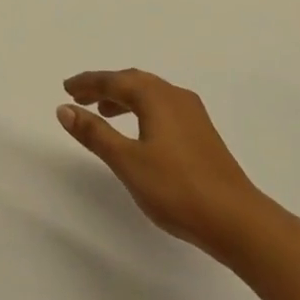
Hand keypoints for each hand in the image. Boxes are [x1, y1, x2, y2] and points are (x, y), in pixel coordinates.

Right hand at [58, 69, 265, 256]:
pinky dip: (142, 111)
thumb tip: (64, 108)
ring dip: (124, 99)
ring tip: (103, 114)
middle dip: (105, 87)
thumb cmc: (176, 188)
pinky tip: (139, 132)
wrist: (235, 219)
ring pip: (150, 94)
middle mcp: (175, 96)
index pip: (115, 80)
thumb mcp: (127, 161)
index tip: (66, 87)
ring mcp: (192, 114)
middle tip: (80, 97)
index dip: (88, 83)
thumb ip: (95, 133)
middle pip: (133, 81)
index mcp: (156, 96)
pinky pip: (163, 108)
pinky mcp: (202, 133)